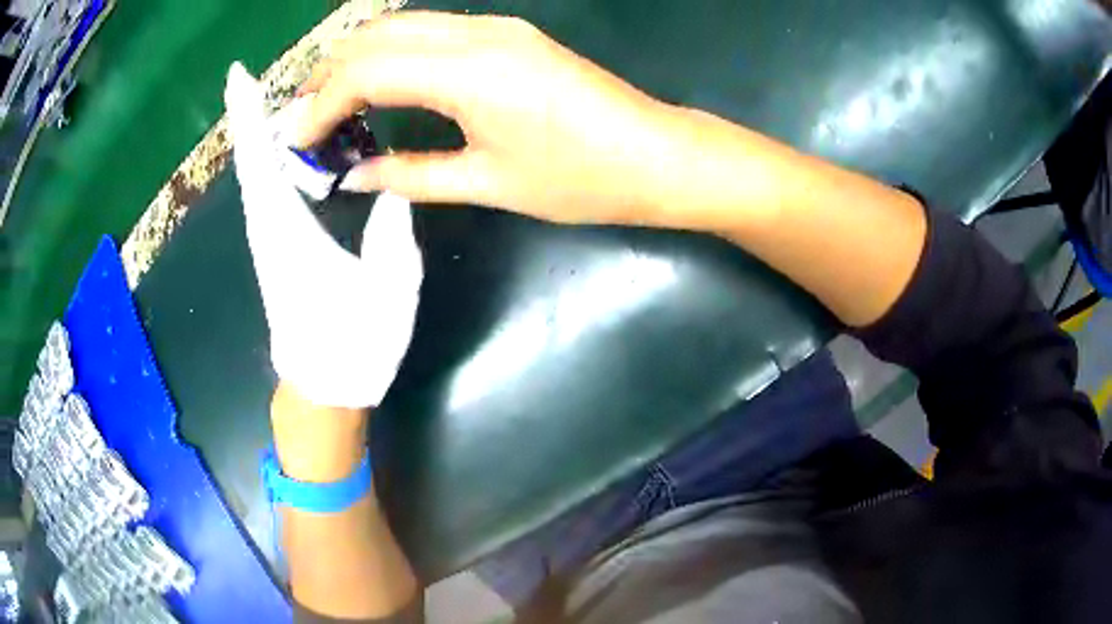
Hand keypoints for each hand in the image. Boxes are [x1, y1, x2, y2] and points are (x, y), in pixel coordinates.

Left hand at [224, 63, 422, 408]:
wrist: (325, 388)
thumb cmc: (355, 347)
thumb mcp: (390, 292)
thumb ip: (392, 238)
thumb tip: (390, 193)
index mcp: (289, 235)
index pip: (262, 162)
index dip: (248, 117)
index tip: (237, 77)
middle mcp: (268, 230)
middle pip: (251, 161)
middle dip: (251, 115)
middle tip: (259, 77)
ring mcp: (268, 240)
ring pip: (255, 173)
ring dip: (259, 133)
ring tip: (276, 99)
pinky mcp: (274, 248)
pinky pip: (264, 190)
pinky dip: (267, 159)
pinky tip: (282, 145)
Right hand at [296, 11, 683, 225]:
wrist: (656, 155)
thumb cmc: (581, 179)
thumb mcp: (488, 184)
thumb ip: (411, 175)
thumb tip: (355, 176)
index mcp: (469, 71)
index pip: (366, 71)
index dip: (321, 105)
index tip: (299, 142)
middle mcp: (476, 34)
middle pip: (375, 36)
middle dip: (329, 76)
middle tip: (308, 123)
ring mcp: (495, 28)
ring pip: (401, 27)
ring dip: (358, 61)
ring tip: (335, 108)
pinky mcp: (508, 33)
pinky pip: (430, 32)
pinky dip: (392, 56)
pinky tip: (383, 89)